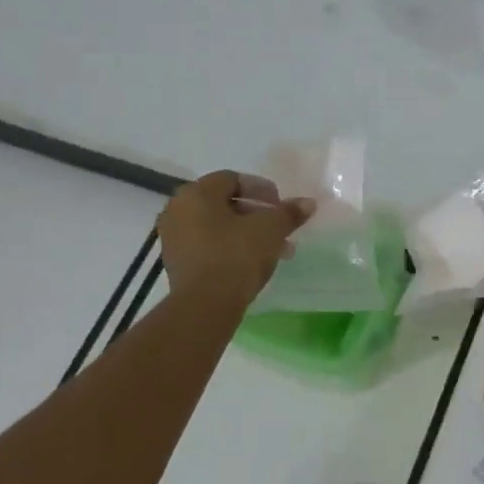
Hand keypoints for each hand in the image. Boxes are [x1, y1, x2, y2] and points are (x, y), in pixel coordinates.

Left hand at [158, 171, 314, 301]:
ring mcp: (174, 238)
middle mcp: (178, 210)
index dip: (261, 189)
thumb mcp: (270, 230)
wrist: (205, 305)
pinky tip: (254, 262)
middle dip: (257, 214)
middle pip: (224, 203)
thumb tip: (309, 203)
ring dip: (247, 232)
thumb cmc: (236, 255)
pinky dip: (231, 247)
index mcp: (196, 193)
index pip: (232, 179)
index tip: (280, 204)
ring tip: (275, 248)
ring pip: (218, 226)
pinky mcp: (177, 263)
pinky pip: (208, 245)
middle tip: (280, 227)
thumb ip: (289, 213)